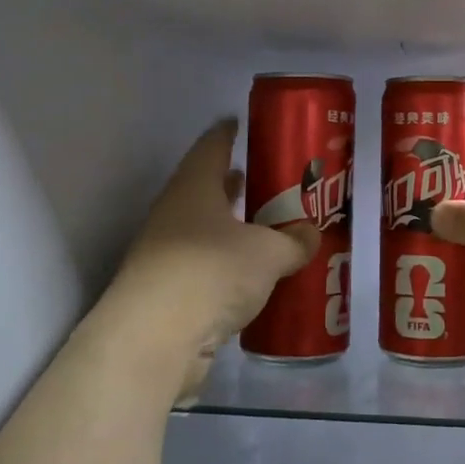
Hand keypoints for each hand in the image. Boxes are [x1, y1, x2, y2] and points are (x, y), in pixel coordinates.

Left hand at [104, 119, 318, 399]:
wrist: (154, 339)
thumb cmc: (211, 272)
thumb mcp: (268, 253)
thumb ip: (294, 241)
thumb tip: (310, 235)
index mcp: (194, 187)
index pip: (212, 146)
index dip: (229, 133)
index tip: (243, 124)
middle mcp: (174, 213)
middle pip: (207, 188)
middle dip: (237, 184)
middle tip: (272, 181)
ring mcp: (166, 252)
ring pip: (206, 229)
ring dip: (233, 227)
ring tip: (268, 226)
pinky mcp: (168, 290)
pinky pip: (205, 265)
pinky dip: (227, 264)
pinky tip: (253, 275)